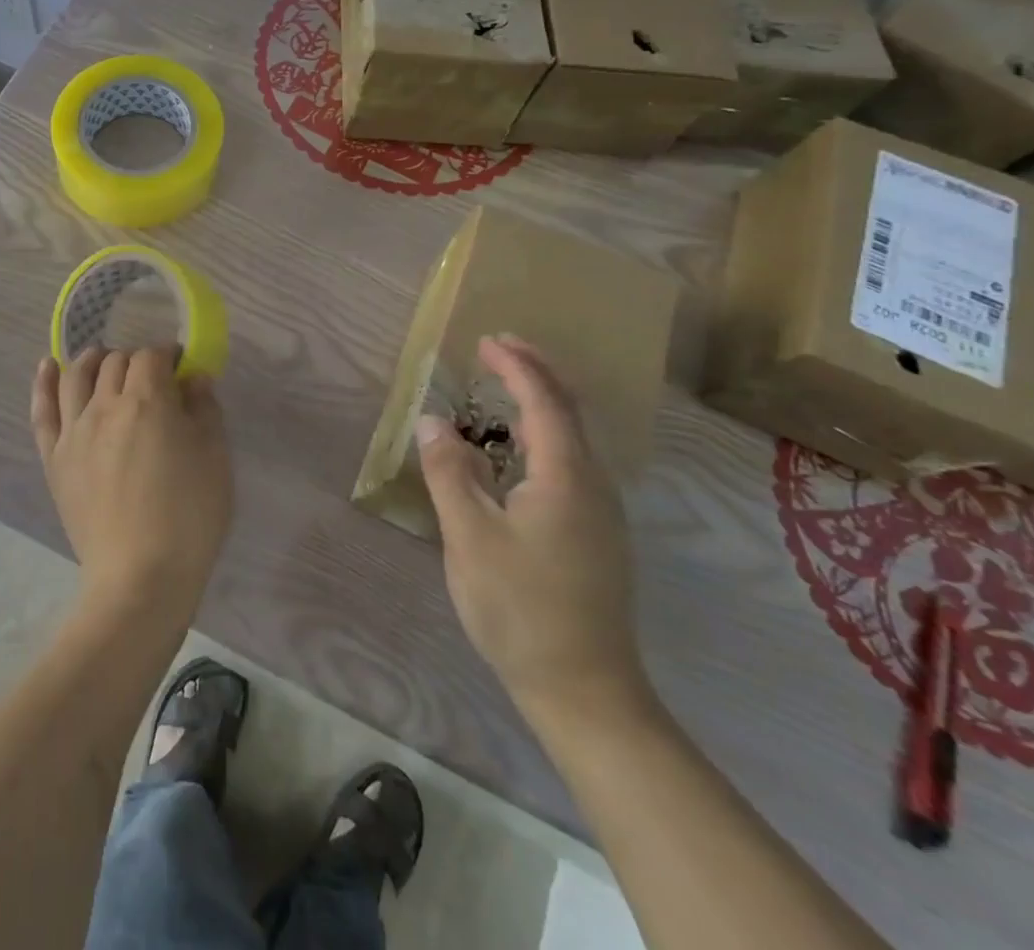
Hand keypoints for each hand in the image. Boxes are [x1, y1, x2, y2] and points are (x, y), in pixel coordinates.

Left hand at [31, 348, 232, 618]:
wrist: (140, 577)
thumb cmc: (189, 517)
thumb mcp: (215, 458)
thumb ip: (205, 409)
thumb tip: (193, 377)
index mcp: (148, 400)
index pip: (152, 356)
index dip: (168, 355)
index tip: (181, 370)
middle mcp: (105, 405)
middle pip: (115, 362)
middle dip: (136, 361)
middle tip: (152, 380)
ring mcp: (74, 431)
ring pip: (76, 376)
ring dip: (92, 360)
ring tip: (103, 360)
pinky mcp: (54, 458)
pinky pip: (43, 411)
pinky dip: (44, 384)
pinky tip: (47, 367)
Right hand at [418, 335, 650, 720]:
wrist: (585, 691)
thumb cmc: (521, 608)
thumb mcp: (470, 537)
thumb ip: (450, 472)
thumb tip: (433, 421)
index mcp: (567, 478)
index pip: (545, 402)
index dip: (517, 366)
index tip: (486, 340)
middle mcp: (593, 486)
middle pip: (569, 412)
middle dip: (536, 373)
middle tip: (498, 349)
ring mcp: (601, 514)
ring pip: (573, 440)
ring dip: (539, 405)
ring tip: (501, 392)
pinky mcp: (596, 536)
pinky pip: (571, 464)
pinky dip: (542, 437)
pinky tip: (516, 454)